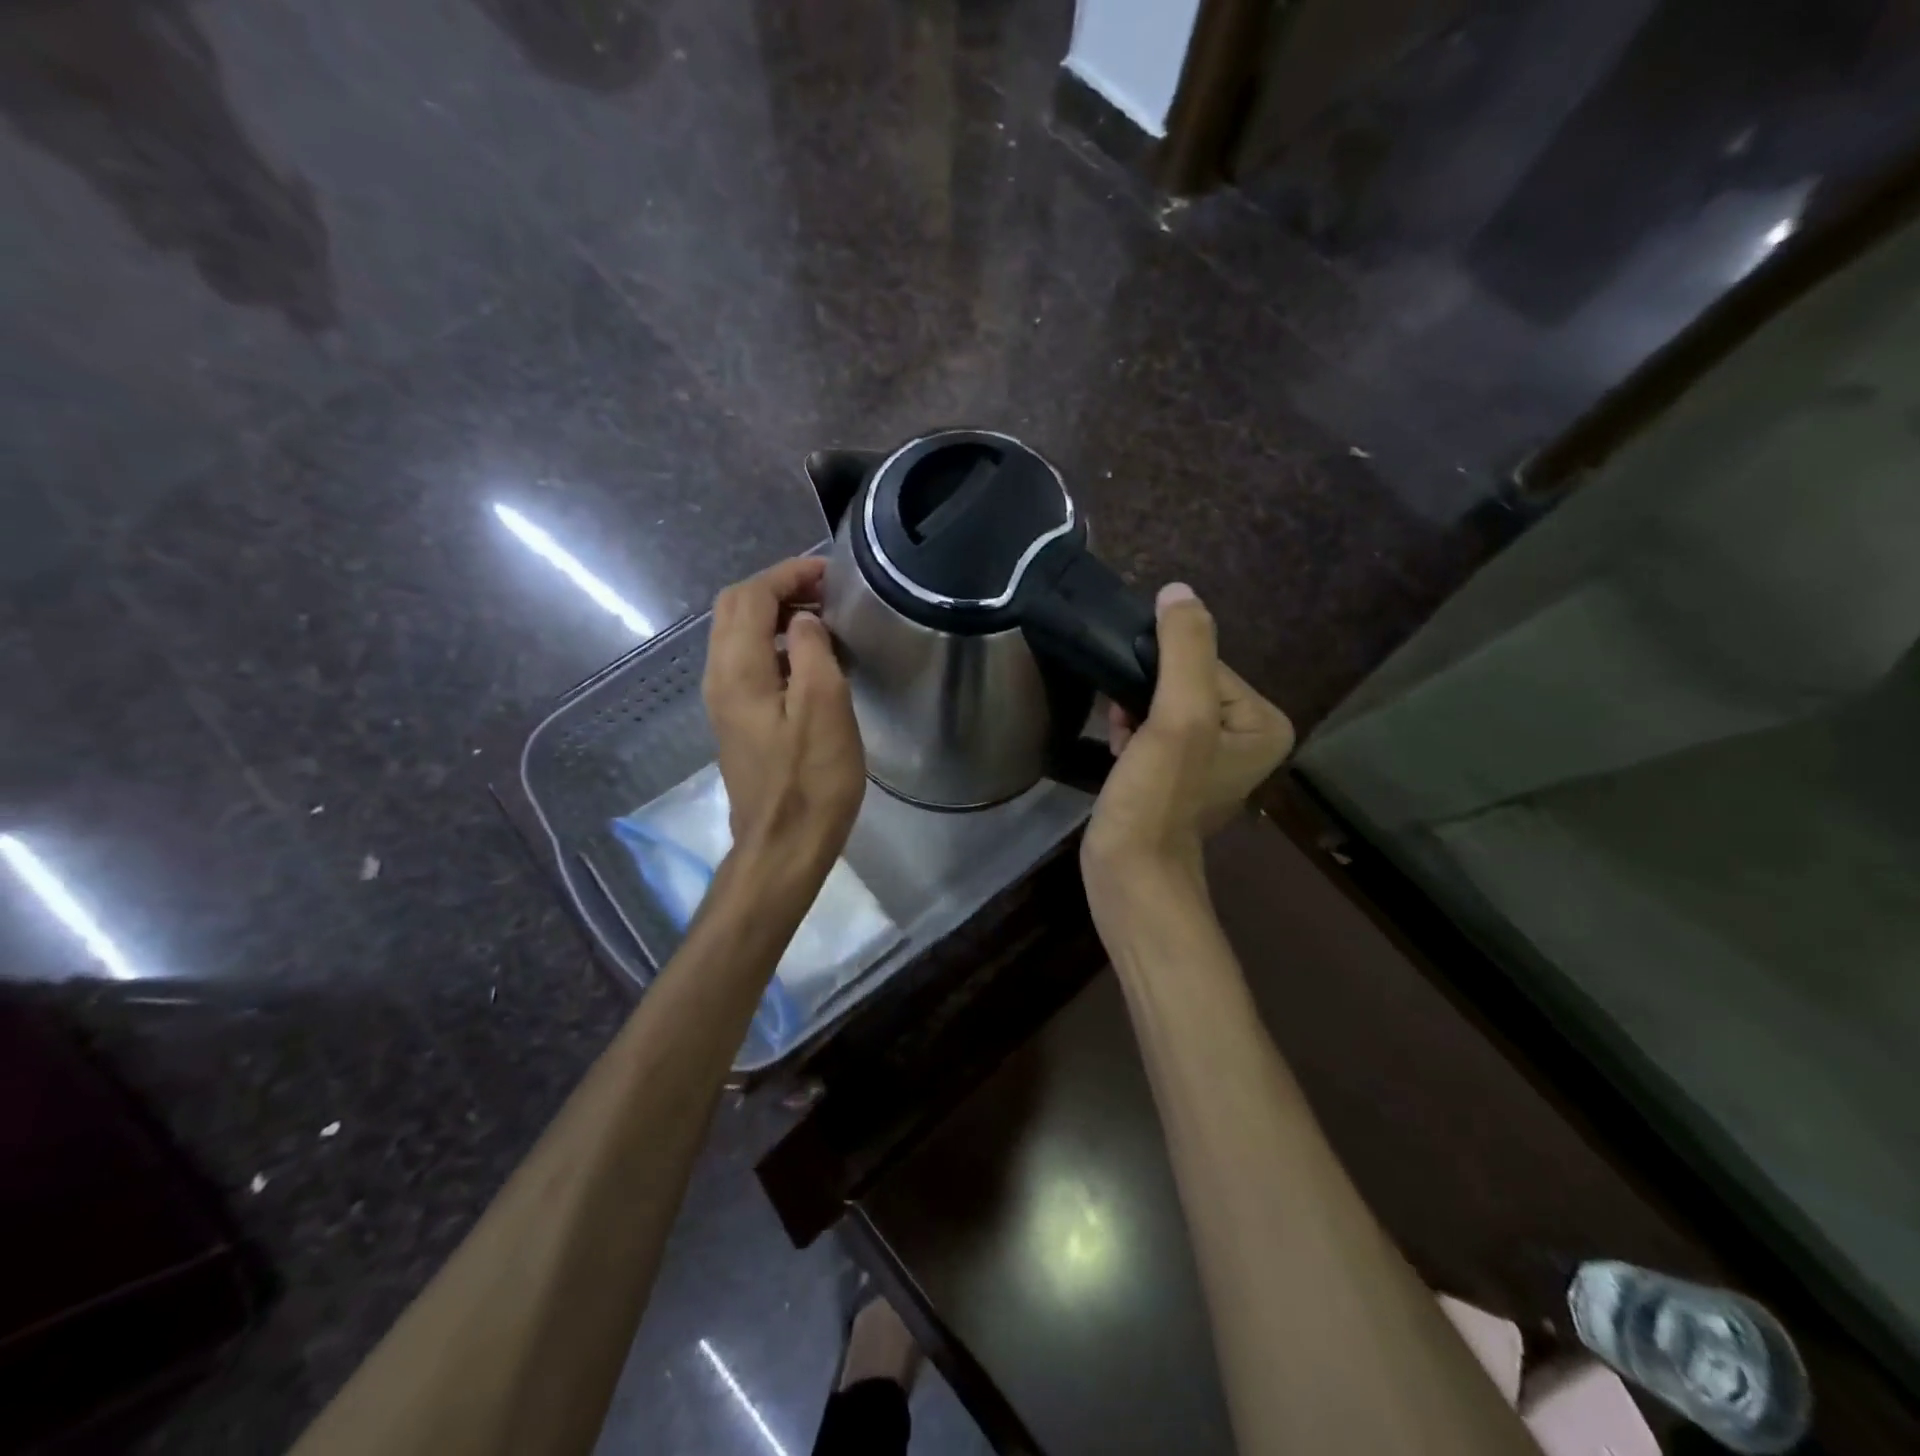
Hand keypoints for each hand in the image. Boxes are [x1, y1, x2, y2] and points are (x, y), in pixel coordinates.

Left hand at [703, 557, 864, 874]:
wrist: (783, 846)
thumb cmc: (811, 780)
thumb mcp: (824, 708)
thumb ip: (812, 650)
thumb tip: (804, 620)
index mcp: (738, 670)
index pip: (751, 597)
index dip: (788, 574)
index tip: (830, 573)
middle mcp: (720, 678)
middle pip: (735, 609)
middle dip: (777, 588)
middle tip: (825, 592)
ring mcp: (724, 702)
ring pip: (739, 635)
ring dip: (776, 615)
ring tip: (823, 619)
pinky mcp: (737, 722)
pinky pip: (748, 663)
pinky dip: (775, 644)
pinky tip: (811, 660)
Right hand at [1082, 583, 1293, 898]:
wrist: (1130, 871)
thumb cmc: (1160, 795)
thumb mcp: (1179, 716)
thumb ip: (1185, 650)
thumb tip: (1178, 591)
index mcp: (1263, 722)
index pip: (1206, 663)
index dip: (1164, 673)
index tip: (1140, 702)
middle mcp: (1245, 737)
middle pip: (1184, 682)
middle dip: (1147, 694)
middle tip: (1127, 722)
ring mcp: (1209, 758)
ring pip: (1163, 704)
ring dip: (1133, 712)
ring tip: (1124, 742)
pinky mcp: (1176, 774)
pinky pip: (1153, 729)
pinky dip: (1131, 732)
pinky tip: (1120, 750)